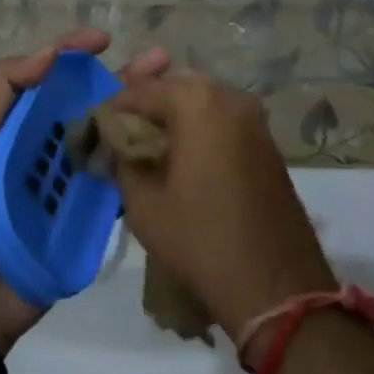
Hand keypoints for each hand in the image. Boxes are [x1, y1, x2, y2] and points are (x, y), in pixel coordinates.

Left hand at [0, 29, 170, 353]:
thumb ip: (4, 88)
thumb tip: (49, 53)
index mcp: (23, 116)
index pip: (53, 71)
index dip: (76, 49)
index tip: (105, 40)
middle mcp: (51, 136)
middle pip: (92, 96)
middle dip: (125, 75)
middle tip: (162, 60)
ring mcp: (73, 171)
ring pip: (111, 129)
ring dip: (140, 108)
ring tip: (173, 90)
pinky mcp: (89, 205)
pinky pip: (120, 173)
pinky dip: (141, 155)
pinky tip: (167, 142)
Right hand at [106, 74, 335, 342]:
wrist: (276, 287)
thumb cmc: (202, 241)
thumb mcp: (144, 204)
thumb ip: (123, 161)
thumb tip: (114, 143)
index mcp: (196, 101)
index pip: (141, 90)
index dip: (114, 109)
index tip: (97, 131)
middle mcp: (228, 96)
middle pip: (174, 85)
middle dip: (147, 104)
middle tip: (125, 135)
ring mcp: (253, 116)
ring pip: (201, 99)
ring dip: (175, 114)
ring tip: (153, 147)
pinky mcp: (266, 140)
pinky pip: (223, 117)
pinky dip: (200, 126)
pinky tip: (186, 156)